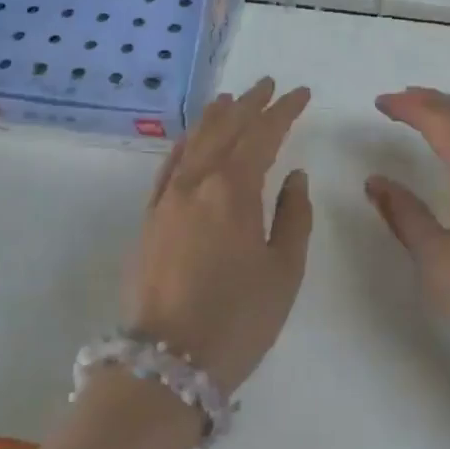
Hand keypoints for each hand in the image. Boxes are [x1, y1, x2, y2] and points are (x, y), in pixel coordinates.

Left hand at [124, 78, 312, 396]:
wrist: (167, 363)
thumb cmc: (238, 318)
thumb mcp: (284, 270)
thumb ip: (293, 216)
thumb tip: (293, 177)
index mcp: (233, 190)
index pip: (262, 135)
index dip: (283, 110)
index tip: (300, 94)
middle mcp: (195, 183)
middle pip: (224, 130)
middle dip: (249, 105)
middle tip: (268, 85)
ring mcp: (166, 200)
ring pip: (193, 143)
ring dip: (214, 118)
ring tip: (230, 100)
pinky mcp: (148, 219)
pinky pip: (168, 167)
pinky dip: (185, 145)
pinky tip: (191, 142)